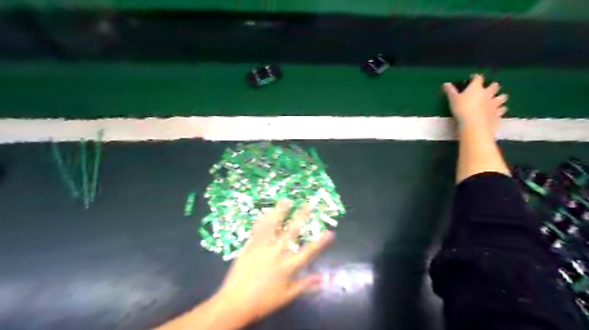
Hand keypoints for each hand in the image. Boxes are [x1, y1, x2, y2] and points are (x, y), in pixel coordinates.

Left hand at [213, 200, 332, 326]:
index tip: (330, 232)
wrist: (234, 303)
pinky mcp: (248, 247)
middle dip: (301, 217)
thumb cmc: (262, 302)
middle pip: (291, 232)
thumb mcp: (286, 296)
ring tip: (286, 200)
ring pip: (272, 227)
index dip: (320, 242)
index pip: (308, 252)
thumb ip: (304, 285)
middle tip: (308, 204)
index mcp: (287, 267)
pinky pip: (257, 231)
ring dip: (280, 213)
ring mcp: (261, 249)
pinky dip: (262, 221)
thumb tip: (323, 279)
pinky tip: (265, 213)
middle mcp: (276, 254)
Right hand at [444, 74, 508, 134]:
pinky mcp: (498, 114)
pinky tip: (498, 111)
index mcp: (476, 88)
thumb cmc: (461, 109)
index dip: (475, 77)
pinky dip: (501, 109)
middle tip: (490, 88)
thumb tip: (445, 83)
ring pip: (502, 97)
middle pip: (494, 86)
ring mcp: (494, 104)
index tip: (472, 78)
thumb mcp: (452, 99)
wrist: (474, 124)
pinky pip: (502, 110)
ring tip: (497, 99)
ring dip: (500, 97)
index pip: (478, 78)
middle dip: (493, 86)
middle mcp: (488, 93)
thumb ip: (450, 91)